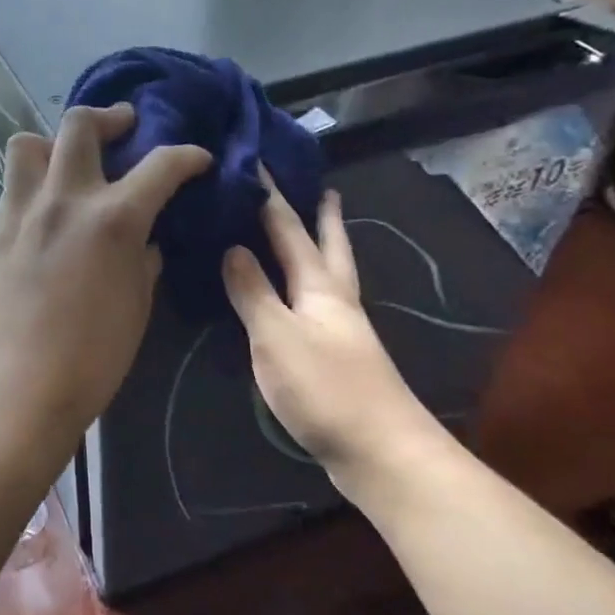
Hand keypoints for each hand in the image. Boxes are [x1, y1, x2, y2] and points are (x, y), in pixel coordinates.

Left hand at [0, 104, 210, 453]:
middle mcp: (65, 200)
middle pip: (80, 125)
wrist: (18, 391)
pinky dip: (34, 181)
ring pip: (28, 143)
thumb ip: (145, 261)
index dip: (187, 156)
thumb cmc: (92, 360)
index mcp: (113, 219)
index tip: (198, 159)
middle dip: (110, 117)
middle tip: (125, 128)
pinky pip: (13, 185)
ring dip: (55, 142)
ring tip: (71, 163)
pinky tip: (48, 208)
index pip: (160, 165)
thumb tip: (146, 241)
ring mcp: (22, 212)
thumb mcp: (137, 307)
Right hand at [221, 179, 433, 481]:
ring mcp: (344, 330)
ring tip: (317, 233)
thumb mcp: (276, 335)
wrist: (381, 450)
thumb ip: (253, 291)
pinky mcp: (342, 357)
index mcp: (320, 287)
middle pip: (330, 247)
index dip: (272, 198)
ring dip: (325, 249)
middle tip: (324, 188)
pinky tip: (302, 298)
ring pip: (333, 275)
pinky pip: (323, 304)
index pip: (291, 230)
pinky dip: (312, 286)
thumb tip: (233, 247)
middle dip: (324, 217)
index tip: (259, 163)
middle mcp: (338, 300)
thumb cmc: (325, 387)